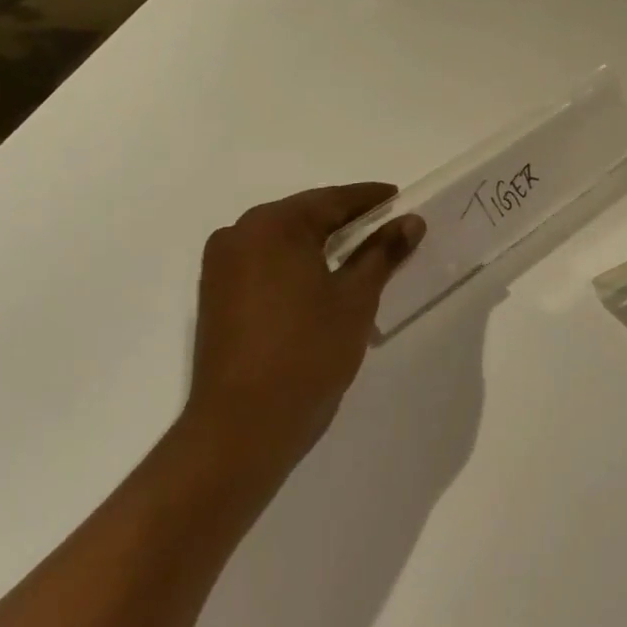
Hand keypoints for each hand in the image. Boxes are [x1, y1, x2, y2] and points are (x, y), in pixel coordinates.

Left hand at [185, 184, 423, 488]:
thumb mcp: (355, 298)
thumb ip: (383, 252)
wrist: (241, 428)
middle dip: (345, 220)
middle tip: (386, 227)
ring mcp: (221, 266)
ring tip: (361, 254)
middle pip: (304, 216)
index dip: (370, 199)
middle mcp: (239, 233)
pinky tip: (322, 279)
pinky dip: (296, 264)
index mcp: (273, 225)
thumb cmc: (307, 352)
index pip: (332, 200)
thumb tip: (411, 221)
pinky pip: (264, 263)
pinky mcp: (215, 295)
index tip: (399, 198)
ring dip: (320, 244)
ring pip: (283, 241)